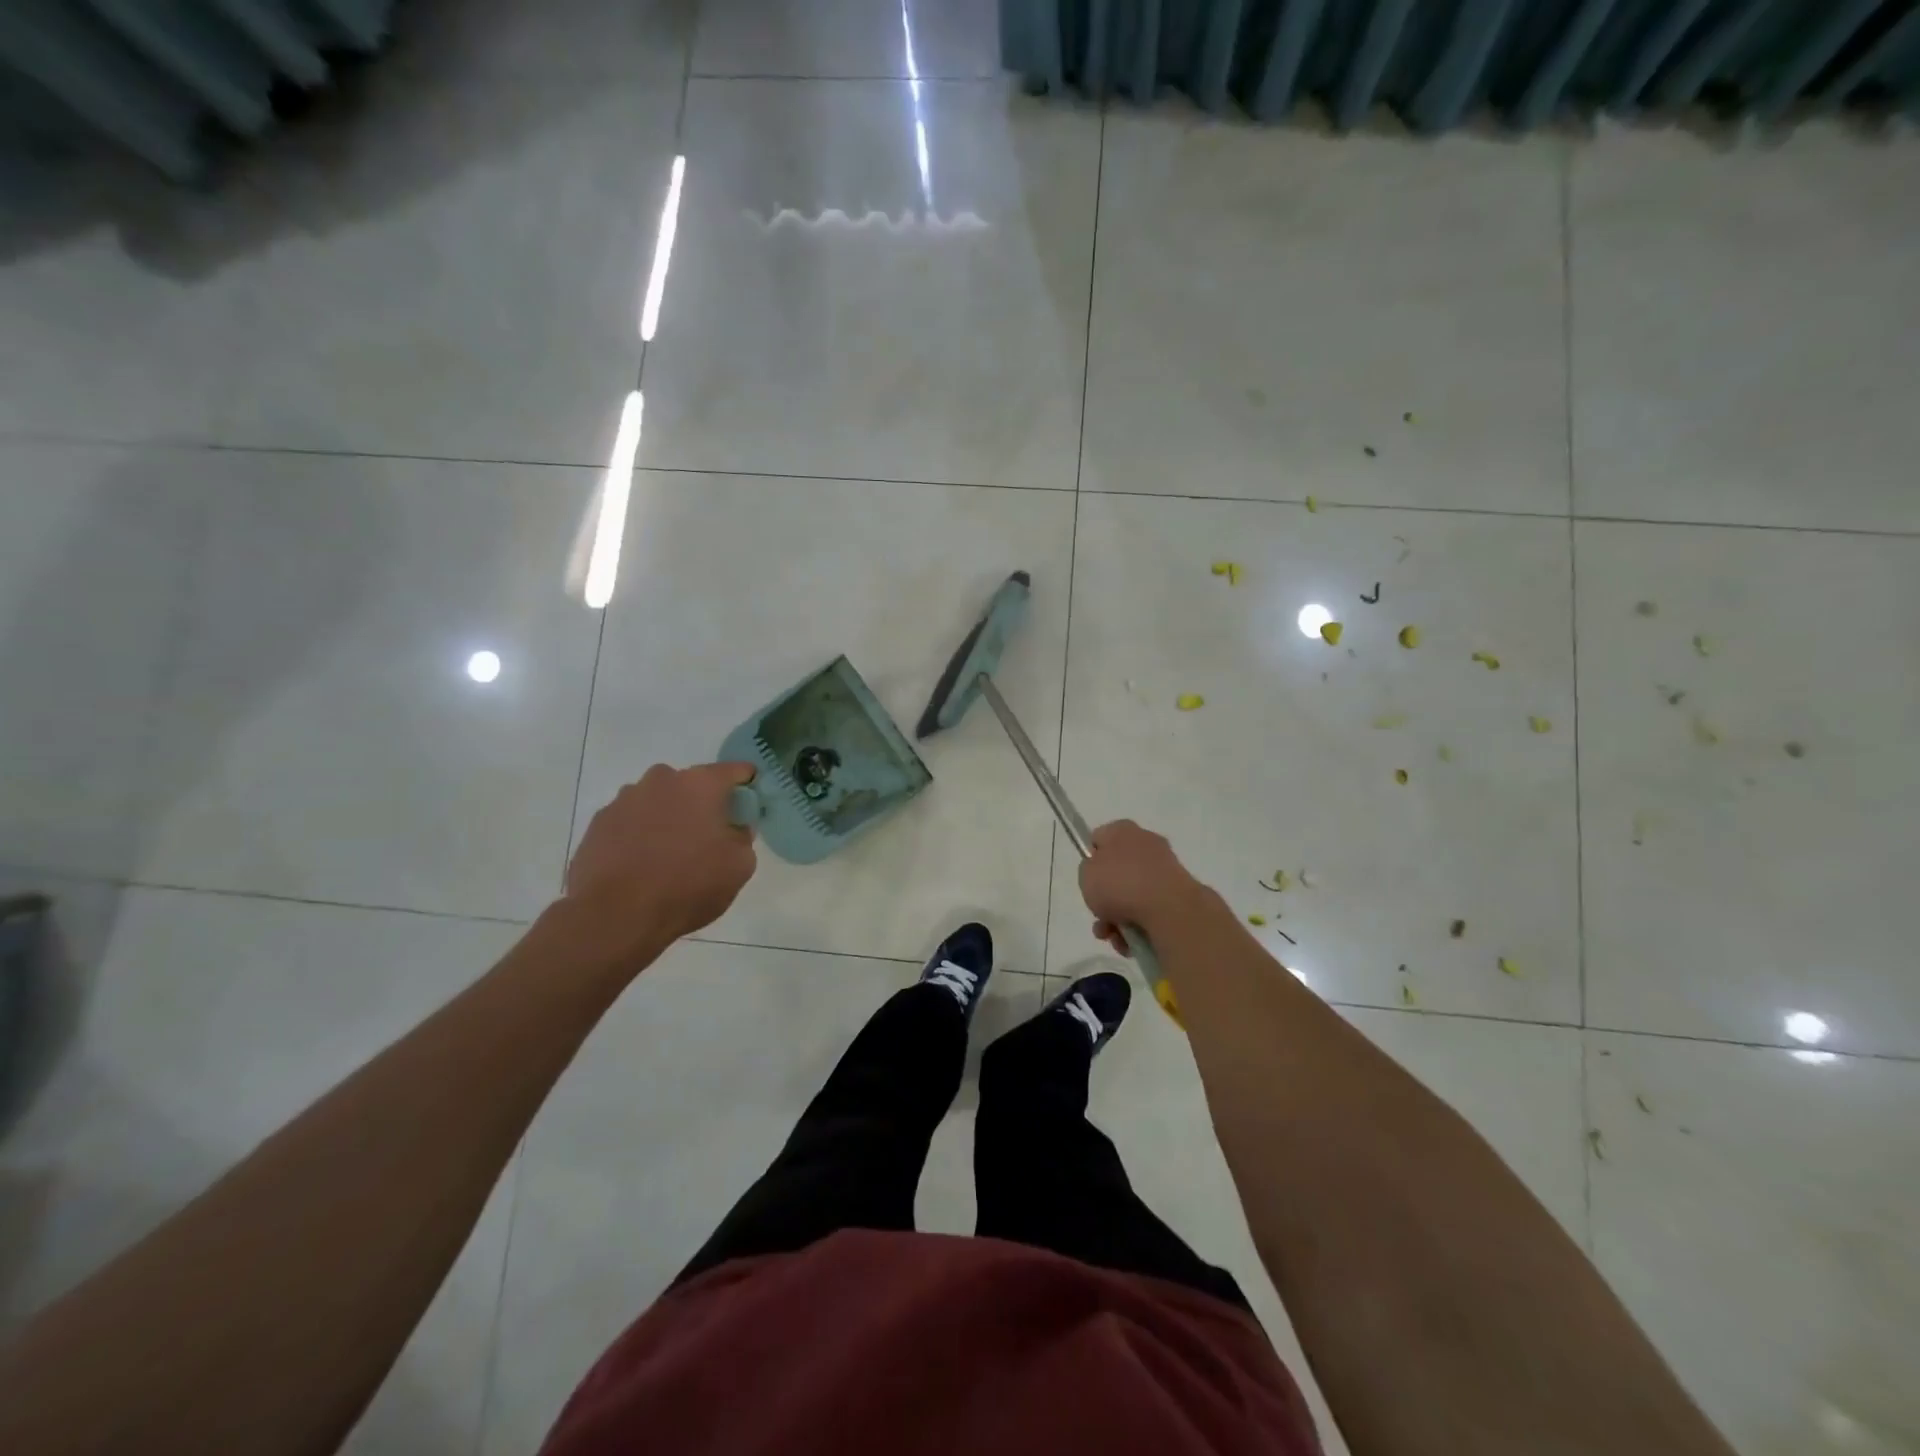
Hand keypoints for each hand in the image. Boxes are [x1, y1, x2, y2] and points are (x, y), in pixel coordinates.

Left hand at [566, 762, 757, 960]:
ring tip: (668, 854)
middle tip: (707, 836)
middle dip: (702, 803)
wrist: (616, 916)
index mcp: (700, 784)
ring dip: (667, 817)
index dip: (746, 782)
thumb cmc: (688, 885)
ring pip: (658, 801)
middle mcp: (661, 780)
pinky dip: (639, 835)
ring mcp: (624, 800)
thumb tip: (735, 828)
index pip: (734, 771)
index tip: (750, 800)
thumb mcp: (739, 866)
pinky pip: (630, 821)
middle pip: (691, 784)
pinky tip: (641, 864)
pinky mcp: (598, 823)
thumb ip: (744, 837)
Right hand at [1078, 819, 1206, 954]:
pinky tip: (1132, 942)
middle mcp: (1146, 843)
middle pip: (1118, 871)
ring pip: (1133, 894)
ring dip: (1119, 917)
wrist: (1167, 908)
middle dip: (1107, 897)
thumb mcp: (1086, 874)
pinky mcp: (1179, 893)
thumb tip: (1103, 874)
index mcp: (1123, 830)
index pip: (1100, 838)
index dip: (1091, 859)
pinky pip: (1151, 909)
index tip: (1088, 880)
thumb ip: (1089, 870)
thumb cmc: (1120, 884)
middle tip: (1099, 916)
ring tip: (1115, 938)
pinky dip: (1139, 925)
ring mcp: (1166, 868)